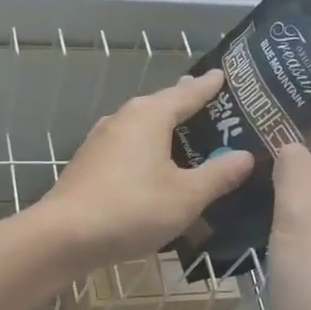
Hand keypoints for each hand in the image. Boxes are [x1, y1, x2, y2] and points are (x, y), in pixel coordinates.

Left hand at [37, 70, 254, 270]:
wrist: (65, 235)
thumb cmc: (132, 208)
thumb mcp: (186, 196)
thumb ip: (218, 175)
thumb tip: (245, 156)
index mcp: (149, 115)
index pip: (187, 93)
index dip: (209, 86)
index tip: (224, 74)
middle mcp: (123, 118)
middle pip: (161, 105)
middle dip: (185, 103)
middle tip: (211, 101)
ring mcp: (101, 141)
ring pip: (141, 127)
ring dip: (164, 129)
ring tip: (187, 134)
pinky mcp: (90, 164)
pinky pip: (128, 148)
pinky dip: (147, 150)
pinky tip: (154, 166)